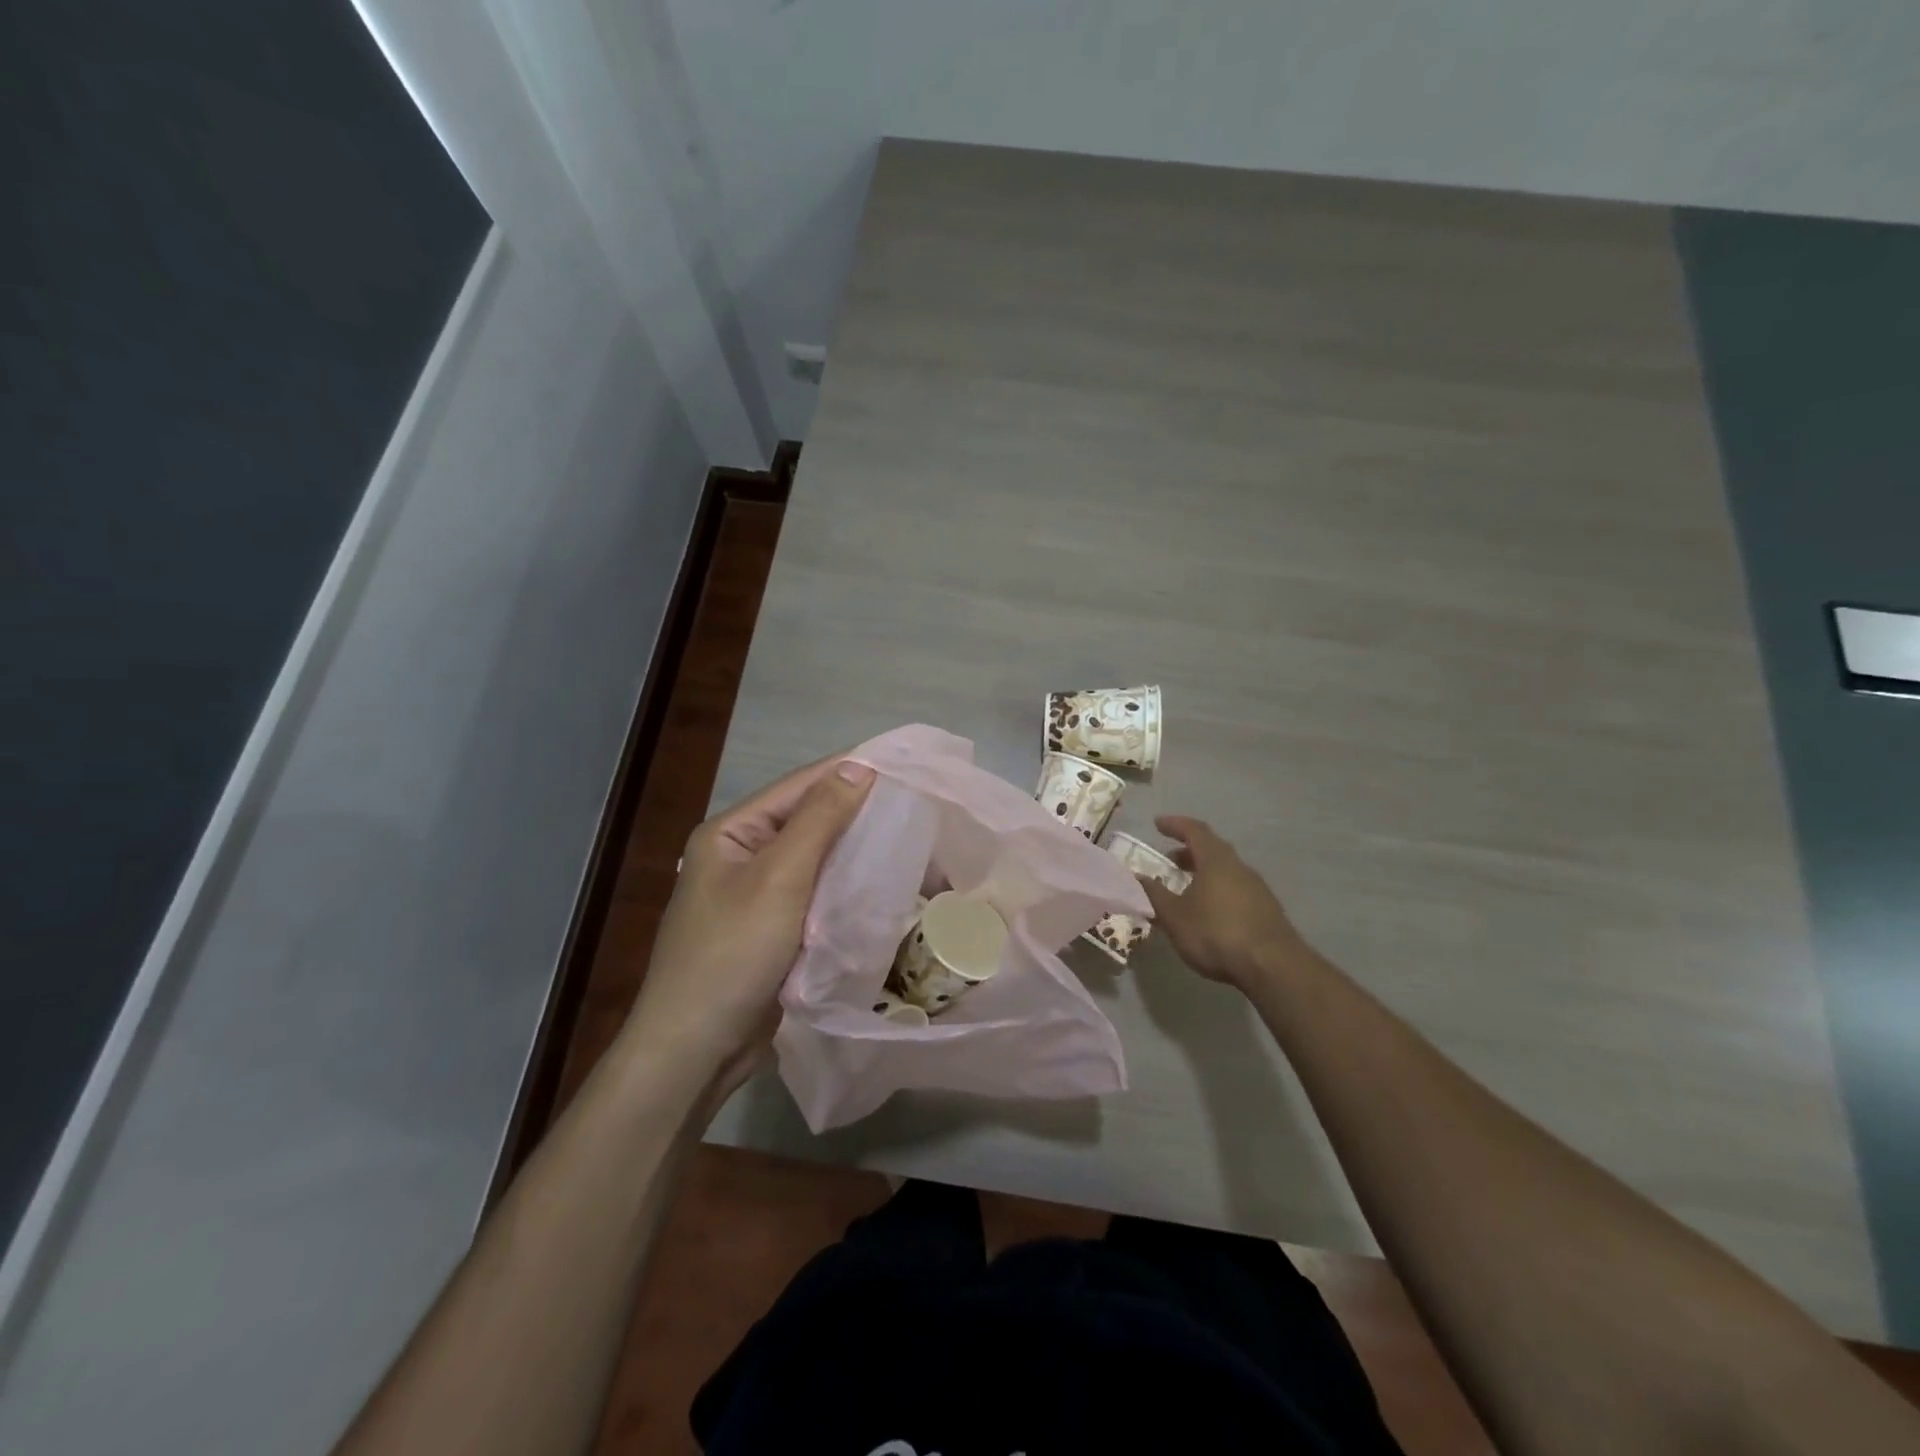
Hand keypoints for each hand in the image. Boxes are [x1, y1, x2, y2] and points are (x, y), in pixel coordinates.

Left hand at [620, 755, 875, 1087]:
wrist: (696, 1048)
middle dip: (856, 812)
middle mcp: (741, 855)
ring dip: (854, 851)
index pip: (799, 787)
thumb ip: (819, 819)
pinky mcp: (772, 929)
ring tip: (908, 838)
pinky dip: (845, 887)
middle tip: (914, 804)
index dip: (848, 772)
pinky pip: (815, 894)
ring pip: (815, 860)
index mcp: (731, 832)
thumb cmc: (733, 952)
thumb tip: (858, 767)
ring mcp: (756, 895)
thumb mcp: (779, 877)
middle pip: (807, 821)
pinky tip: (880, 883)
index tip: (902, 765)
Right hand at [1139, 815, 1317, 989]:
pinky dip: (1218, 889)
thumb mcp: (1175, 916)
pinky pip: (1236, 888)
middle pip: (1213, 849)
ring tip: (1186, 887)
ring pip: (1226, 870)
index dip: (1175, 824)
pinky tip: (1210, 910)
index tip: (1157, 824)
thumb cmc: (1216, 934)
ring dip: (1204, 871)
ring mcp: (1257, 888)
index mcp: (1216, 860)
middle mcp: (1239, 867)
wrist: (1273, 966)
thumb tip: (1137, 876)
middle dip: (1189, 851)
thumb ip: (1154, 894)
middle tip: (1170, 859)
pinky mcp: (1267, 909)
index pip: (1194, 830)